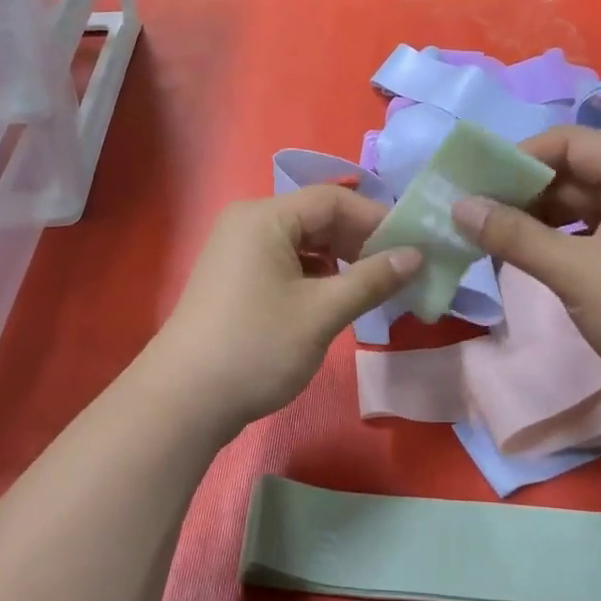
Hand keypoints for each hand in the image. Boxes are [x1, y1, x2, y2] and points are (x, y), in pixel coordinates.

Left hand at [145, 186, 422, 438]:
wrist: (184, 400)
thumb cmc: (257, 347)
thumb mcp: (322, 312)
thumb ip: (372, 279)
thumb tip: (416, 255)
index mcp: (265, 216)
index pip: (333, 200)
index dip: (376, 220)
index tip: (413, 248)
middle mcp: (248, 222)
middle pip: (316, 217)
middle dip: (359, 241)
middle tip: (398, 271)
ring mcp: (236, 250)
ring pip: (301, 242)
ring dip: (339, 260)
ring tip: (372, 288)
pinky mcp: (234, 278)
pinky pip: (284, 262)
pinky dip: (314, 275)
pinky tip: (334, 299)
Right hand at [453, 126, 600, 397]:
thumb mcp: (576, 270)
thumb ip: (513, 235)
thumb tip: (458, 206)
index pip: (570, 143)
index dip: (519, 158)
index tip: (474, 183)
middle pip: (574, 174)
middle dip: (523, 193)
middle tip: (472, 214)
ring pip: (581, 210)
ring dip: (536, 222)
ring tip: (488, 238)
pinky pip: (593, 238)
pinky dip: (558, 245)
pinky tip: (525, 259)